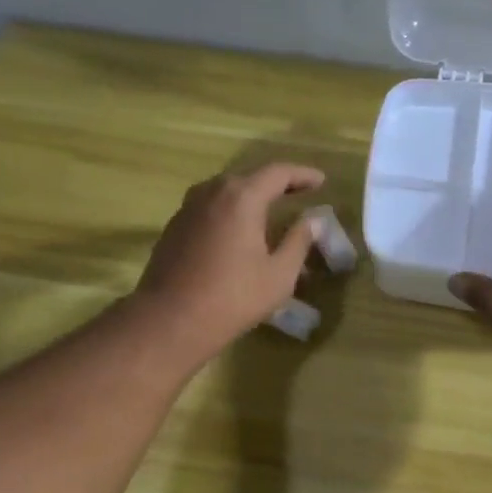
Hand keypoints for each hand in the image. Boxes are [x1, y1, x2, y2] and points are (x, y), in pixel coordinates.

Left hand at [133, 162, 325, 364]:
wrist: (170, 319)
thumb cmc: (233, 298)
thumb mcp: (279, 275)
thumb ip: (298, 241)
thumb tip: (313, 220)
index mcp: (242, 197)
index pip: (278, 173)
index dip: (302, 175)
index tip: (320, 180)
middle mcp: (212, 192)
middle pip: (249, 178)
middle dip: (276, 185)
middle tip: (298, 194)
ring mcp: (188, 208)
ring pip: (226, 193)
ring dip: (250, 199)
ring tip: (268, 213)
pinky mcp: (174, 227)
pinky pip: (209, 209)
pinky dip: (230, 213)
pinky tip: (237, 233)